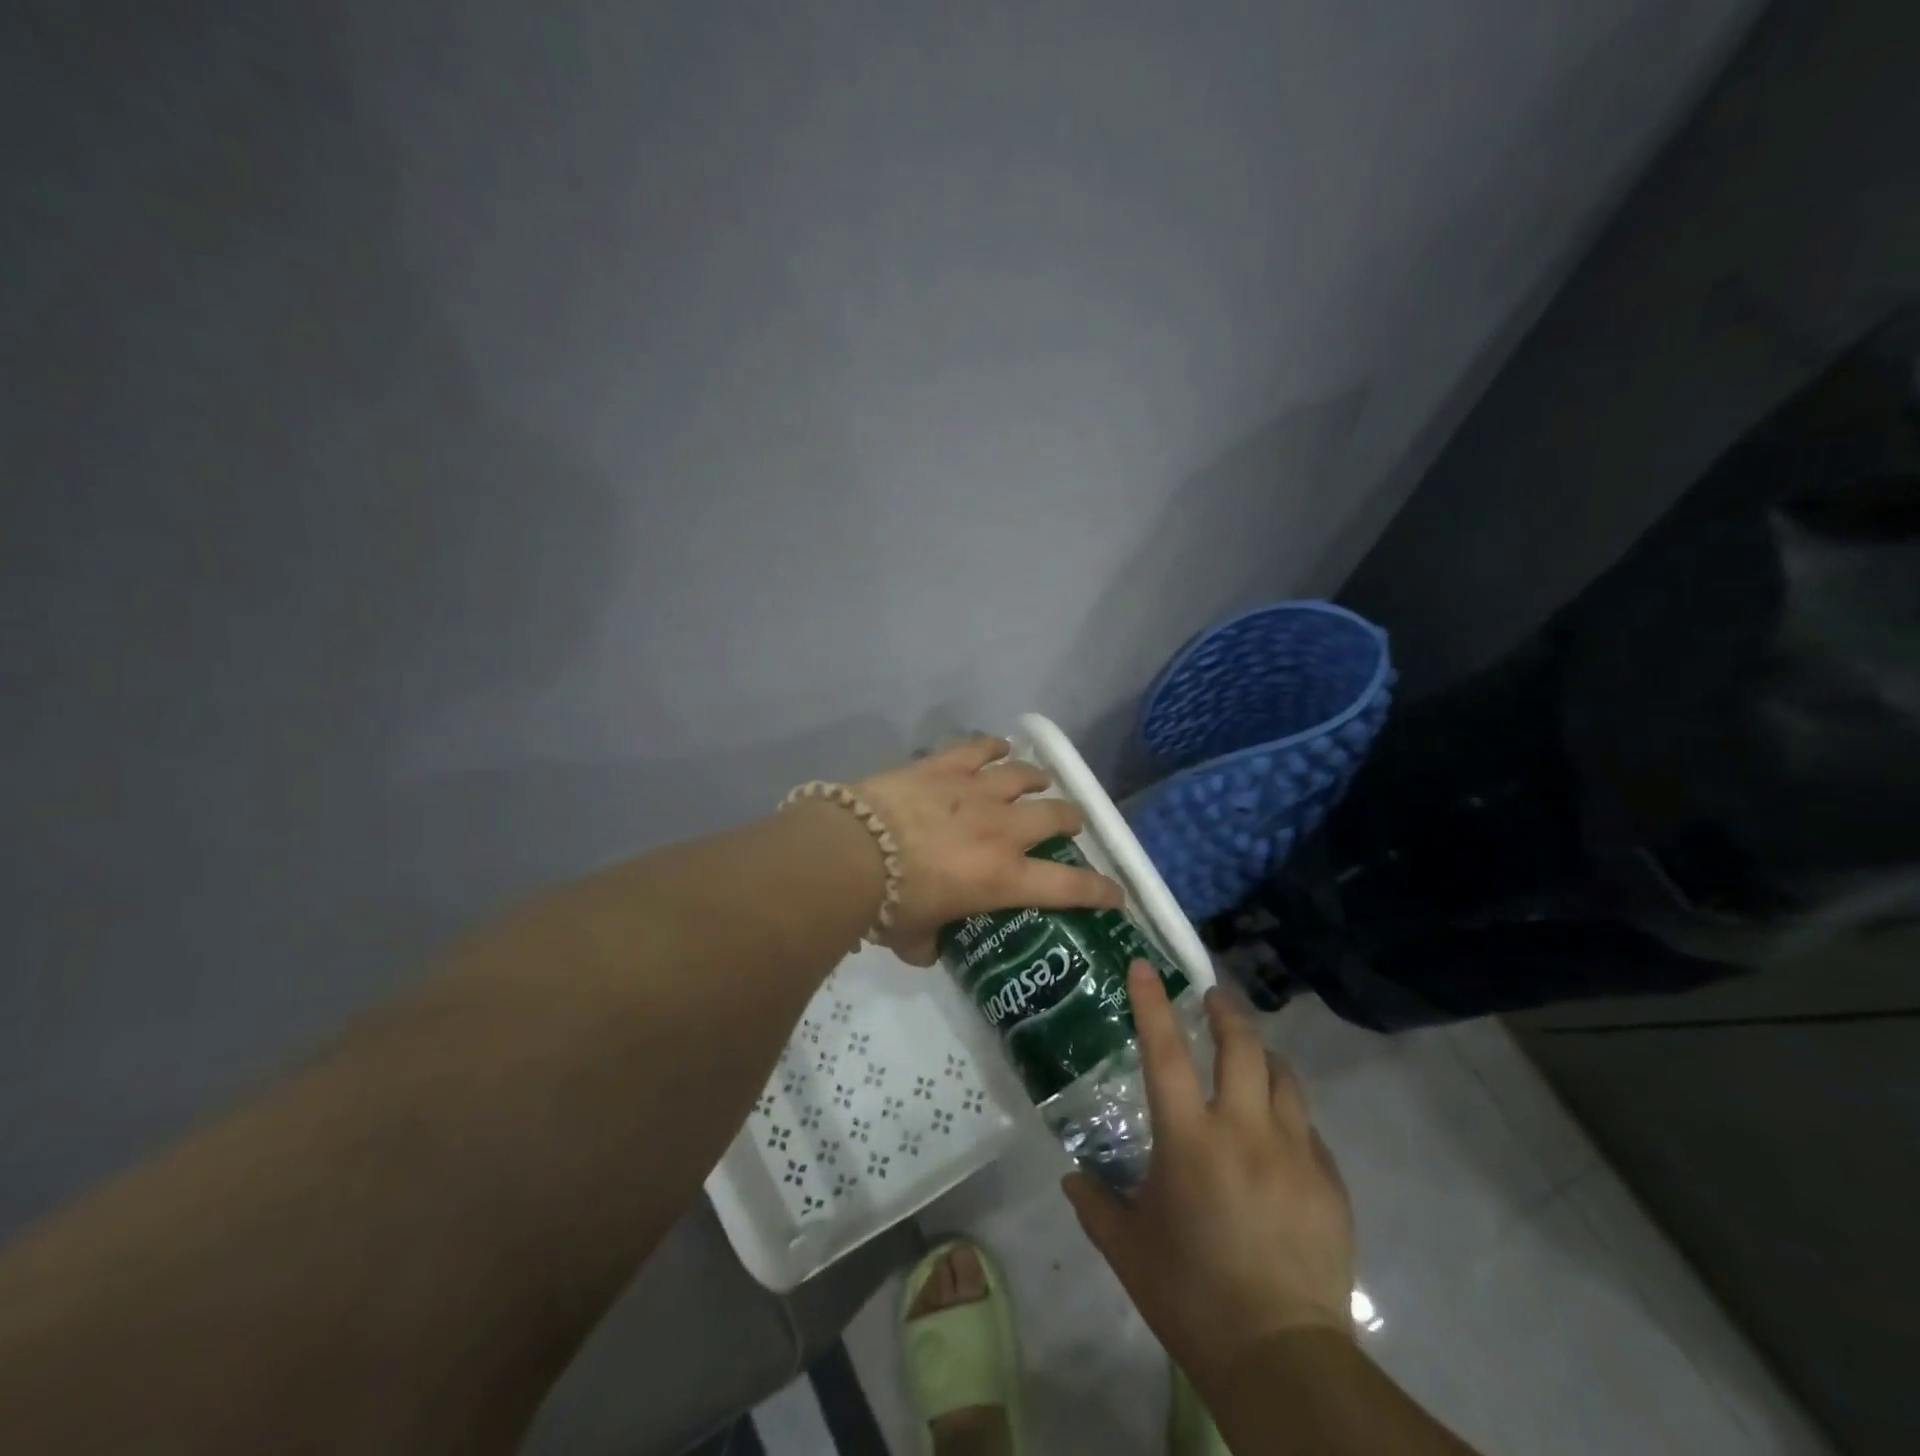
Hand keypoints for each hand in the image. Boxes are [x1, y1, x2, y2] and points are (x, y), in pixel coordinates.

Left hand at [852, 736, 1123, 964]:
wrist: (851, 851)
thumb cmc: (887, 904)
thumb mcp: (913, 938)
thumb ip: (930, 944)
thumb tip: (931, 948)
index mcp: (1003, 878)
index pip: (1069, 888)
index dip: (1100, 891)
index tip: (1116, 894)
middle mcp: (1002, 830)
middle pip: (1056, 815)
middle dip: (1070, 820)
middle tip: (1068, 825)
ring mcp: (976, 791)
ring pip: (1024, 775)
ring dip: (1037, 779)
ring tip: (1039, 780)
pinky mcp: (946, 766)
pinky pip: (980, 747)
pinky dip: (994, 746)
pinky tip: (999, 747)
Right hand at [1064, 963, 1355, 1381]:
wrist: (1282, 1359)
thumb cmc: (1192, 1297)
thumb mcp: (1128, 1250)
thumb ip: (1096, 1205)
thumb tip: (1073, 1179)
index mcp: (1190, 1141)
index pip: (1166, 1052)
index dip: (1152, 1004)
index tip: (1144, 966)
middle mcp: (1245, 1132)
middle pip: (1242, 1047)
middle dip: (1226, 1012)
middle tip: (1213, 998)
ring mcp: (1294, 1154)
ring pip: (1284, 1078)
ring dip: (1263, 1057)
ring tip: (1250, 1056)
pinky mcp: (1329, 1183)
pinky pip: (1307, 1129)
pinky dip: (1287, 1115)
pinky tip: (1277, 1135)